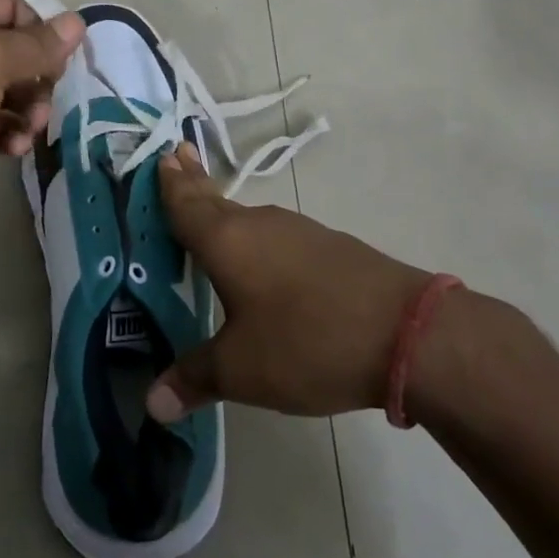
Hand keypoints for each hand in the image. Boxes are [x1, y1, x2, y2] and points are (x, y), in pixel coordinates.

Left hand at [0, 0, 84, 228]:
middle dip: (38, 79)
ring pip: (6, 91)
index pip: (15, 6)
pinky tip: (11, 150)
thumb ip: (35, 45)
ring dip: (26, 112)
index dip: (44, 31)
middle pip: (15, 52)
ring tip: (26, 134)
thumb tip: (76, 23)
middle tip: (43, 108)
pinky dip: (5, 134)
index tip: (64, 63)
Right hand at [146, 143, 436, 421]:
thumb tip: (153, 403)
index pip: (186, 203)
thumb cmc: (306, 341)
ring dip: (225, 210)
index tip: (161, 154)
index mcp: (226, 241)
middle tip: (177, 156)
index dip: (170, 183)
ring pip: (248, 217)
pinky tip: (261, 256)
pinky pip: (275, 234)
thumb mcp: (242, 370)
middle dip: (194, 181)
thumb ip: (194, 379)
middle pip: (216, 199)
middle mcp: (258, 225)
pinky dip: (255, 236)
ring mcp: (299, 232)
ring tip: (210, 211)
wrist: (406, 331)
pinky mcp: (328, 247)